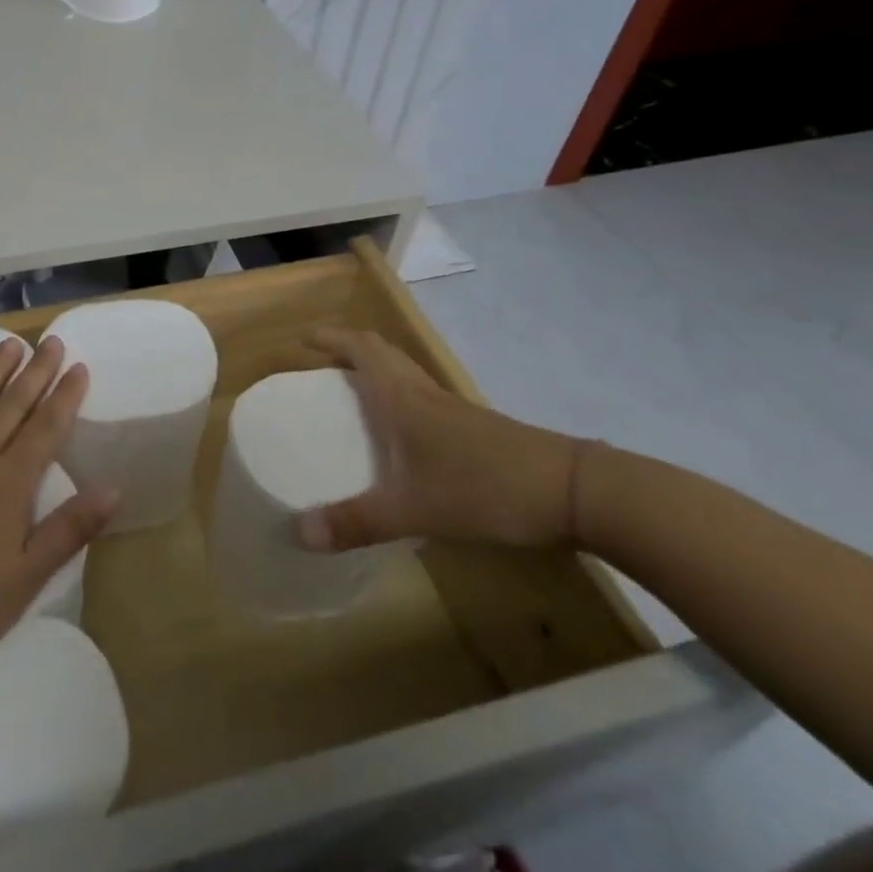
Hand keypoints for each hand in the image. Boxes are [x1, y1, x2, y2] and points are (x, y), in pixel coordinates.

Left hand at [0, 336, 115, 679]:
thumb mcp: (25, 579)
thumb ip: (69, 529)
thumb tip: (113, 487)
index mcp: (9, 485)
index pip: (45, 429)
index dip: (64, 397)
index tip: (79, 366)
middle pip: (11, 406)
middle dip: (35, 373)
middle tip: (52, 341)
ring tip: (11, 344)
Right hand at [297, 328, 583, 552]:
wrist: (573, 492)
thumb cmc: (485, 488)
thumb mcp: (414, 510)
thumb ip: (357, 522)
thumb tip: (299, 533)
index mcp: (402, 398)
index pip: (361, 348)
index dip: (331, 338)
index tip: (302, 339)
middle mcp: (424, 393)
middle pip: (382, 352)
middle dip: (348, 349)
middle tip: (321, 363)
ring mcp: (453, 410)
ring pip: (404, 373)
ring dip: (374, 370)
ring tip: (351, 393)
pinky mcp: (474, 429)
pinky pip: (423, 397)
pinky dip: (399, 396)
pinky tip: (399, 435)